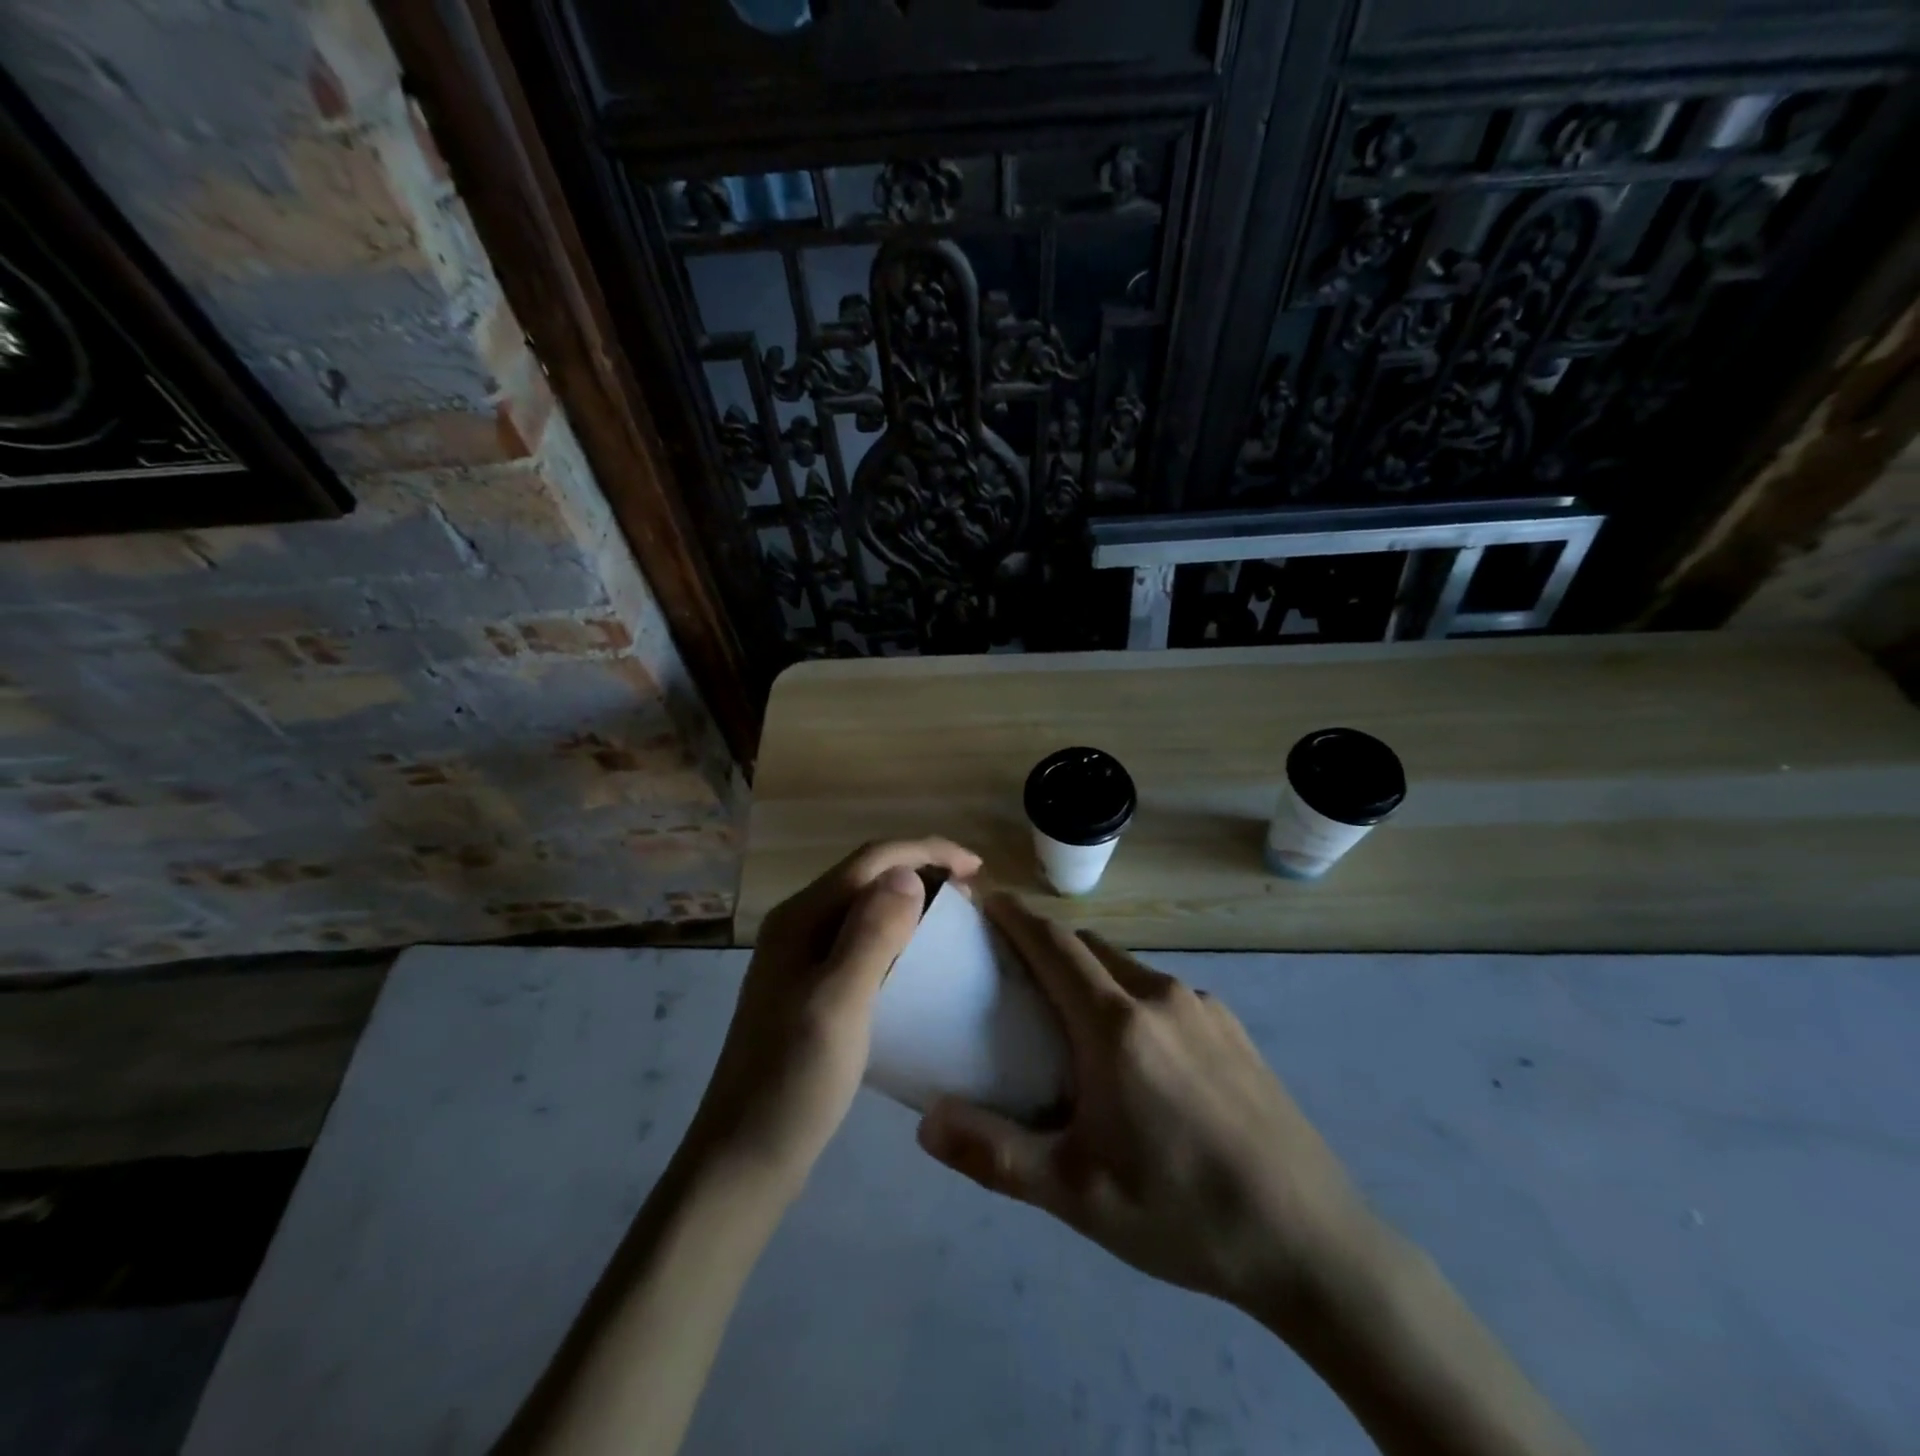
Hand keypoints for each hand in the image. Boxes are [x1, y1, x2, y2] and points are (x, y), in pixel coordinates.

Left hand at [687, 838, 981, 1191]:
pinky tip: (919, 959)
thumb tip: (908, 873)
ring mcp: (801, 958)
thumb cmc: (794, 1082)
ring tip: (954, 920)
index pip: (871, 859)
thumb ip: (872, 934)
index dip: (927, 851)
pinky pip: (862, 940)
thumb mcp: (838, 1003)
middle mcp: (798, 926)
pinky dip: (898, 934)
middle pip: (868, 876)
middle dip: (923, 871)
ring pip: (866, 907)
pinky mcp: (810, 988)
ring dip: (912, 901)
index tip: (978, 869)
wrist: (745, 1159)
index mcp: (801, 918)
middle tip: (972, 897)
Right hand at [916, 894, 1376, 1333]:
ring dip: (1092, 974)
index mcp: (1116, 1024)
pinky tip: (1139, 1056)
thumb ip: (995, 1154)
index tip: (987, 900)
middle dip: (1049, 944)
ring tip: (1073, 1019)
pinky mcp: (1234, 1029)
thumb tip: (926, 1122)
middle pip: (1091, 947)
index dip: (1017, 916)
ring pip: (1130, 968)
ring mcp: (1204, 1008)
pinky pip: (1165, 993)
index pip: (1054, 944)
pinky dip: (1131, 998)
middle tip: (1015, 971)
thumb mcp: (1075, 1194)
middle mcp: (1160, 996)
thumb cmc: (1181, 1212)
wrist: (1312, 1241)